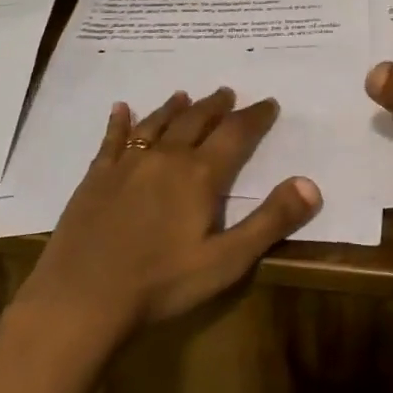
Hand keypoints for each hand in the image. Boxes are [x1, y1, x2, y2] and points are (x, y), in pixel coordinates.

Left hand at [13, 89, 320, 349]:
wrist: (81, 299)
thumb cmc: (161, 284)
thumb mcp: (227, 261)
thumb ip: (270, 220)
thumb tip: (311, 183)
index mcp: (199, 175)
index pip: (236, 134)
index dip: (255, 117)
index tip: (269, 103)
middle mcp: (165, 158)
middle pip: (196, 120)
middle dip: (216, 105)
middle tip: (228, 92)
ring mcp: (126, 164)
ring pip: (156, 124)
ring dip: (175, 107)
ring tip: (186, 95)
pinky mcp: (96, 177)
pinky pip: (111, 139)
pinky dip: (119, 121)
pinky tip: (120, 109)